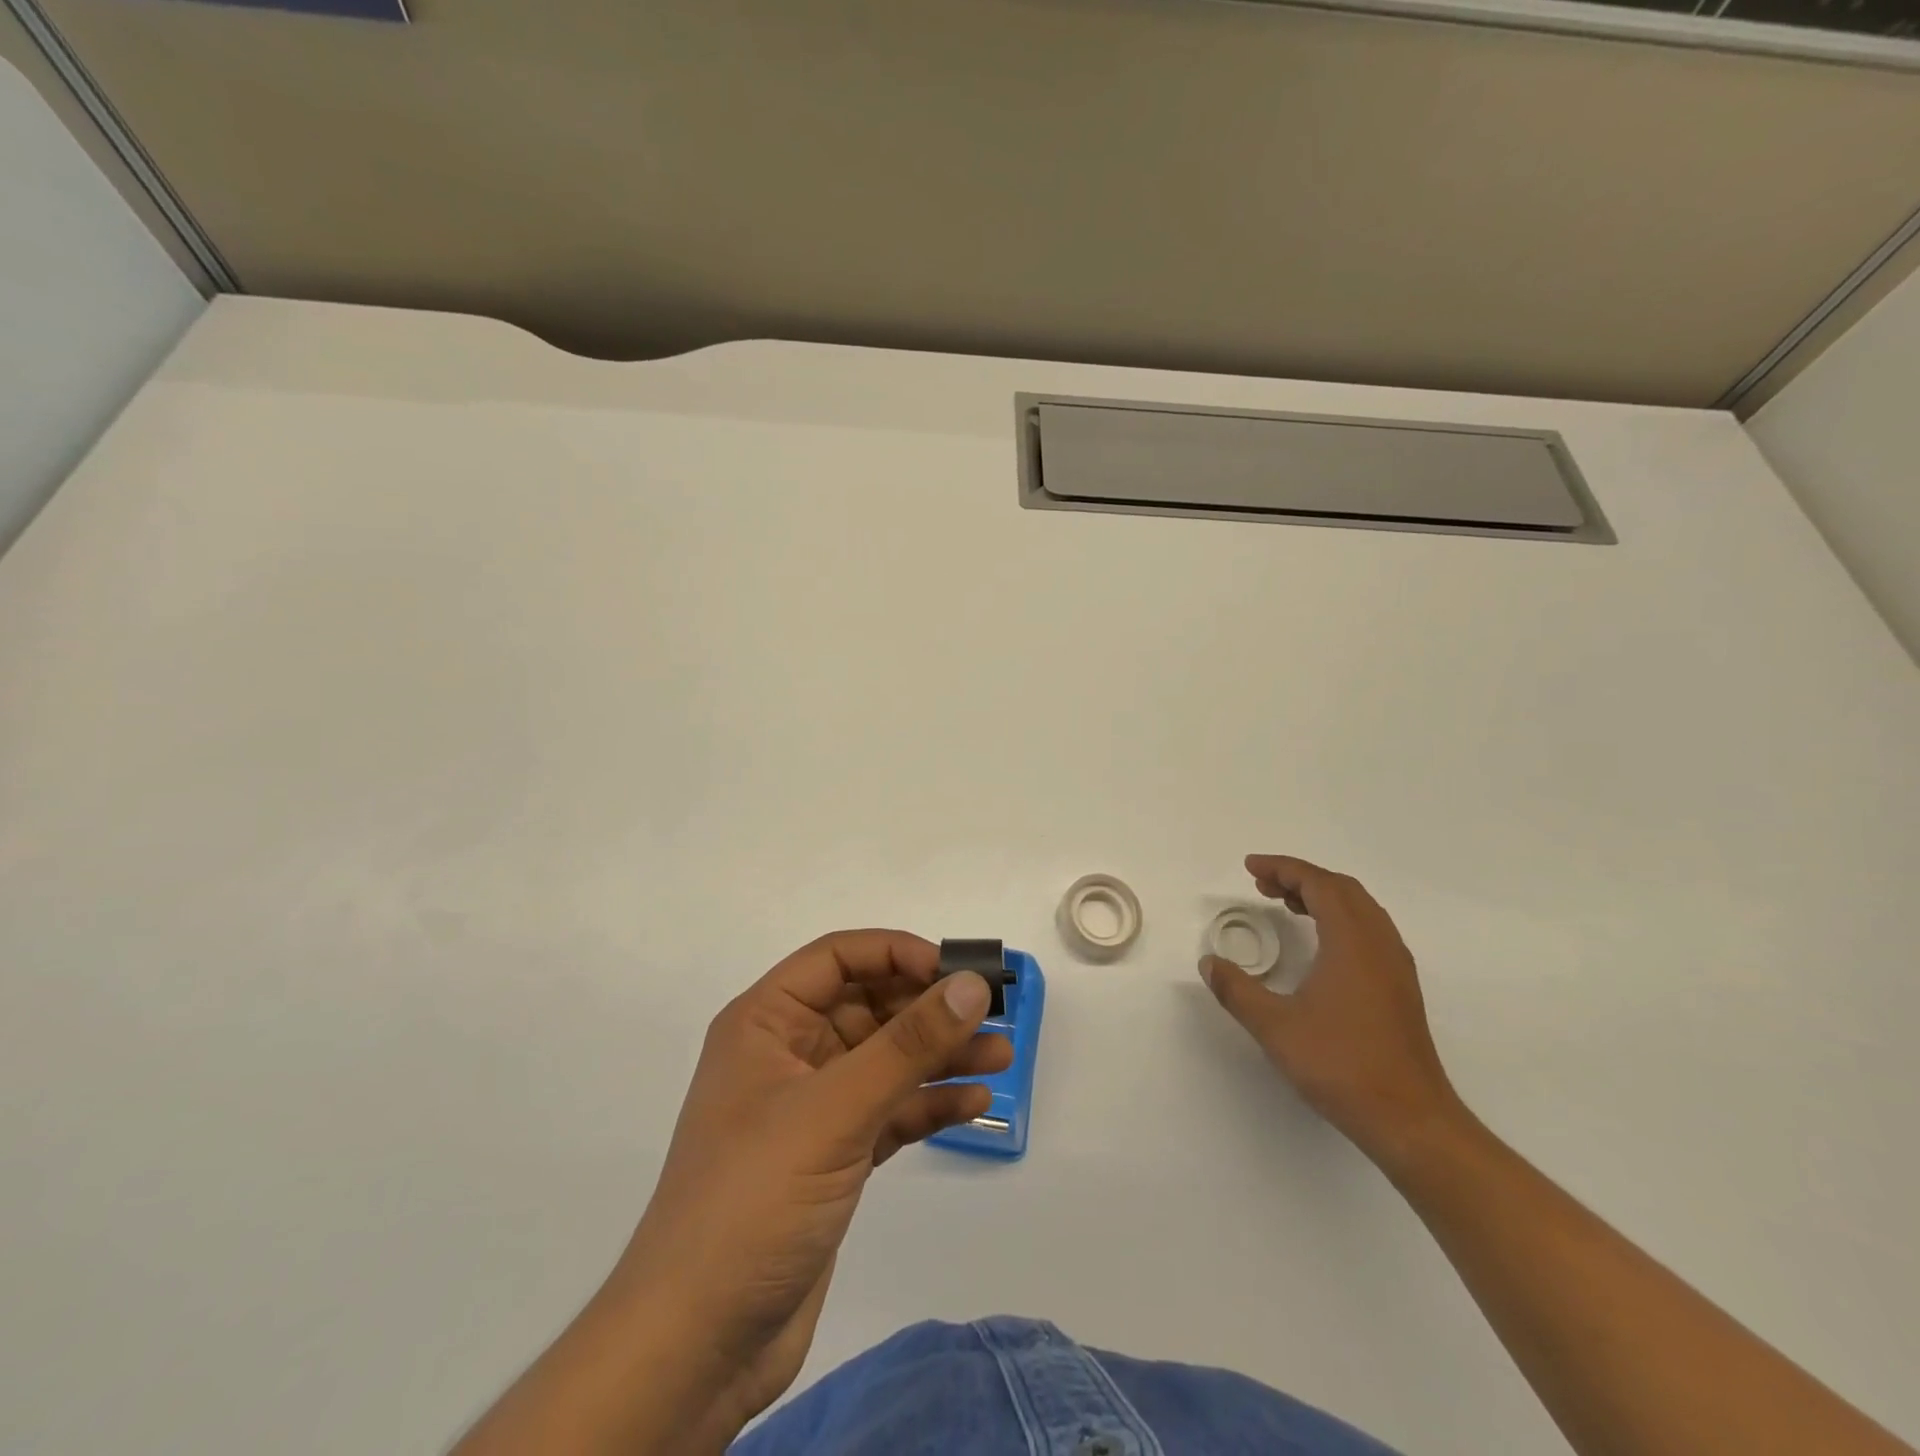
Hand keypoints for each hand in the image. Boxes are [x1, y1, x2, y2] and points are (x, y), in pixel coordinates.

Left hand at [453, 931, 1010, 1455]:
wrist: (697, 1345)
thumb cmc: (754, 1199)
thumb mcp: (835, 1110)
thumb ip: (908, 1045)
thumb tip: (973, 985)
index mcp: (767, 1022)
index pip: (836, 958)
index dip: (895, 953)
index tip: (954, 970)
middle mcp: (789, 1053)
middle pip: (869, 1006)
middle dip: (929, 1008)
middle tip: (994, 1013)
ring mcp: (812, 1107)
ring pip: (886, 1060)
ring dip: (940, 1055)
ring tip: (1001, 1057)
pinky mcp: (833, 1156)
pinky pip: (889, 1110)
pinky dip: (928, 1104)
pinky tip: (973, 1103)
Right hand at [1200, 855, 1460, 1168]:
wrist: (1410, 1120)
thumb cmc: (1341, 1065)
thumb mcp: (1275, 1027)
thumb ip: (1237, 990)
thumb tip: (1210, 964)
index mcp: (1353, 942)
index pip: (1319, 884)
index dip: (1283, 868)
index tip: (1251, 868)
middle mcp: (1380, 944)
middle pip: (1343, 889)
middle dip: (1301, 877)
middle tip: (1263, 884)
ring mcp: (1396, 967)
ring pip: (1361, 909)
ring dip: (1323, 896)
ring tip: (1286, 904)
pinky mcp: (1401, 988)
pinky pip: (1370, 930)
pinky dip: (1339, 918)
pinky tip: (1319, 943)